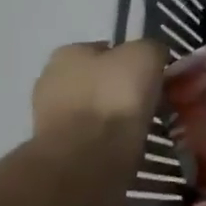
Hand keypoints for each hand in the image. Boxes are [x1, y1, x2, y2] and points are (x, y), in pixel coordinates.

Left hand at [32, 40, 166, 143]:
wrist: (89, 155)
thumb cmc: (115, 95)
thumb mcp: (146, 55)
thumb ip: (151, 49)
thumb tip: (154, 57)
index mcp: (68, 53)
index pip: (106, 49)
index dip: (132, 60)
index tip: (154, 75)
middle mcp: (52, 81)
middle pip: (98, 80)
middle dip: (122, 89)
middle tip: (153, 101)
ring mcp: (51, 118)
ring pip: (96, 110)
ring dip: (115, 117)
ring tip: (145, 127)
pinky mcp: (59, 149)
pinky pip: (93, 138)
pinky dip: (110, 140)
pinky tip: (129, 145)